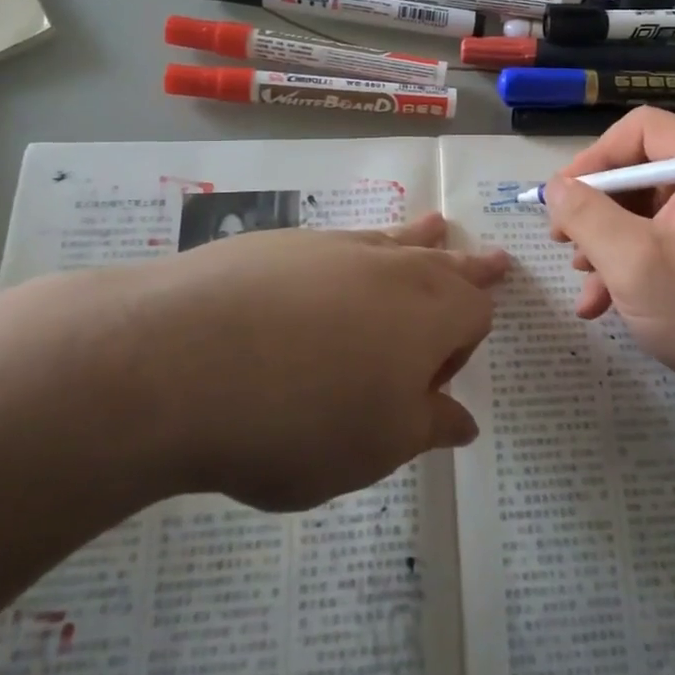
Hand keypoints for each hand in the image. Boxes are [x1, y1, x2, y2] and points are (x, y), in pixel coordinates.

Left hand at [79, 214, 507, 510]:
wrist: (178, 359)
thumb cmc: (301, 417)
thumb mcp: (377, 446)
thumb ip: (427, 427)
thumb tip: (464, 422)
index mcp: (430, 311)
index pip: (475, 314)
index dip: (464, 350)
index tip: (429, 390)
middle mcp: (390, 266)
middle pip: (445, 263)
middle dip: (470, 267)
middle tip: (496, 261)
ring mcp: (331, 247)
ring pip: (393, 239)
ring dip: (419, 240)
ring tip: (436, 228)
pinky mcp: (277, 244)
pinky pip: (336, 244)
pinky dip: (351, 253)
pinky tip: (332, 275)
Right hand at [544, 108, 674, 400]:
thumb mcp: (633, 263)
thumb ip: (586, 216)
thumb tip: (555, 187)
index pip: (643, 129)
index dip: (595, 157)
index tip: (562, 197)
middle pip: (641, 170)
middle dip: (596, 208)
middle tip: (561, 240)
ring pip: (646, 209)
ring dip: (607, 242)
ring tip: (581, 278)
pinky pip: (663, 238)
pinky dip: (630, 263)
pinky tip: (602, 302)